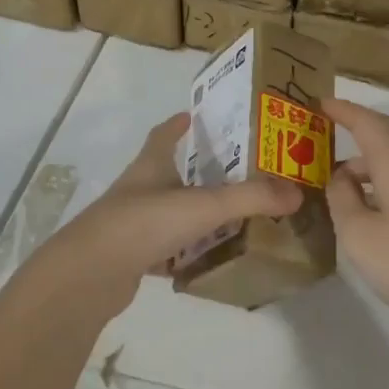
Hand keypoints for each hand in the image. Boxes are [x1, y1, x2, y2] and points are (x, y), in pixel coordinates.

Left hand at [35, 113, 301, 317]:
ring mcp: (131, 224)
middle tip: (233, 172)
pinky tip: (201, 260)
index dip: (178, 124)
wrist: (91, 273)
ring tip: (226, 216)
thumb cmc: (146, 223)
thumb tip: (297, 192)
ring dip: (190, 211)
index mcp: (151, 166)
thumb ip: (251, 198)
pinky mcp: (129, 256)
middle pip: (165, 172)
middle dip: (194, 170)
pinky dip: (180, 251)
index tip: (194, 115)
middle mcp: (138, 190)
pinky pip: (161, 248)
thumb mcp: (204, 205)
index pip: (163, 135)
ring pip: (165, 211)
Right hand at [324, 98, 388, 340]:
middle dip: (353, 127)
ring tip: (331, 178)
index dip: (342, 110)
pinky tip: (361, 205)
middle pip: (384, 134)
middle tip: (320, 132)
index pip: (367, 123)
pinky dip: (375, 180)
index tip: (317, 103)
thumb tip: (340, 179)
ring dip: (362, 160)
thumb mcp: (358, 233)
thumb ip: (342, 199)